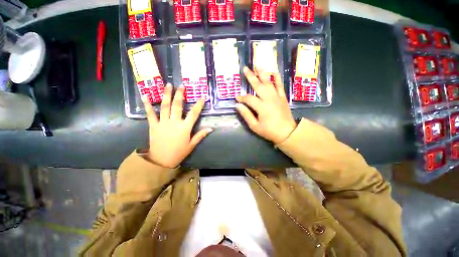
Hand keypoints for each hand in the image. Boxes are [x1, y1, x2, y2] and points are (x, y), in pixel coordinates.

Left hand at [142, 84, 212, 167]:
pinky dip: (147, 105)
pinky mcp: (153, 125)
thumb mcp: (191, 145)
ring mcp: (163, 123)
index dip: (199, 105)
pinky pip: (150, 114)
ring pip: (165, 106)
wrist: (161, 161)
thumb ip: (200, 135)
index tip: (202, 97)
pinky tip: (145, 96)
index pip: (194, 114)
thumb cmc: (178, 153)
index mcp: (185, 128)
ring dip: (167, 95)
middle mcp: (174, 122)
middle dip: (180, 95)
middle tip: (181, 86)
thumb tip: (211, 128)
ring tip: (168, 85)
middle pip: (178, 106)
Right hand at [236, 67, 296, 143]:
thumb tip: (238, 105)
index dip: (241, 97)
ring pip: (269, 82)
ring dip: (263, 73)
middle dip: (251, 76)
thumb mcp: (255, 126)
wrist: (287, 132)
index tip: (237, 97)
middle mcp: (269, 98)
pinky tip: (274, 71)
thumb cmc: (270, 131)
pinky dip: (277, 78)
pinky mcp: (283, 97)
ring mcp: (277, 96)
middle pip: (258, 85)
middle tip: (245, 68)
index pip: (248, 98)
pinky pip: (280, 85)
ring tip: (258, 65)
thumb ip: (246, 115)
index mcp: (261, 107)